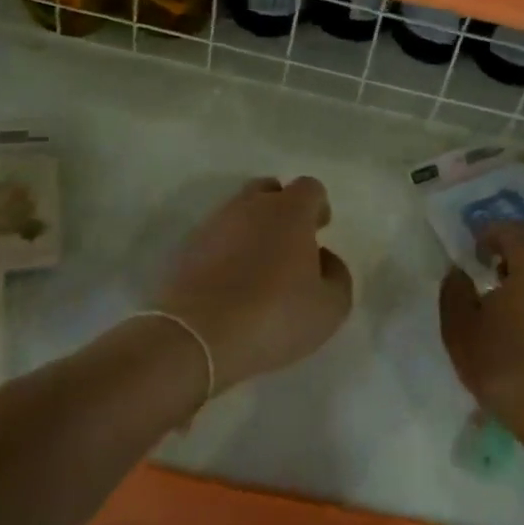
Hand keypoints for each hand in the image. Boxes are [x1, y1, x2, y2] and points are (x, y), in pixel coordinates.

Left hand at [155, 177, 352, 393]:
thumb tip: (323, 259)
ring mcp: (214, 224)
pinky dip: (226, 251)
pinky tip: (230, 283)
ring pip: (238, 213)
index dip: (318, 206)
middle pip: (269, 190)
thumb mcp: (330, 307)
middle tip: (289, 243)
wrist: (197, 337)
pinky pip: (215, 239)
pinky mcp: (186, 248)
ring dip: (252, 230)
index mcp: (290, 211)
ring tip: (258, 268)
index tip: (320, 230)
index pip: (309, 187)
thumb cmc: (275, 315)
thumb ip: (336, 275)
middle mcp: (250, 206)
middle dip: (282, 208)